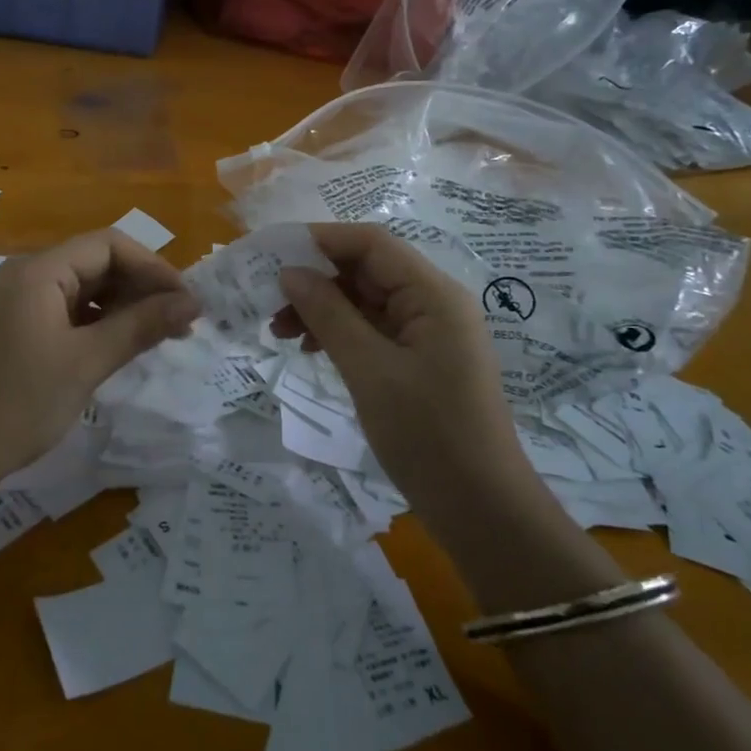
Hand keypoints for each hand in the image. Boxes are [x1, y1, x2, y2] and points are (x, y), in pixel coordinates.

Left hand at [0, 229, 198, 485]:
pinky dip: (95, 323)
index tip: (185, 303)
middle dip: (140, 288)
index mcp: (38, 271)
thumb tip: (192, 303)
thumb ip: (141, 326)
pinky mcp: (10, 329)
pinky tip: (116, 348)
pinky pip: (63, 311)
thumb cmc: (18, 404)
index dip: (153, 268)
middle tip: (178, 324)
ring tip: (155, 337)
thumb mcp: (86, 363)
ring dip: (120, 307)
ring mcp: (14, 303)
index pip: (108, 245)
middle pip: (94, 263)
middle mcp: (23, 276)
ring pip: (81, 289)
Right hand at [272, 222, 532, 519]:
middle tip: (268, 300)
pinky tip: (310, 349)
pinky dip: (339, 332)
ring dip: (323, 307)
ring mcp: (429, 332)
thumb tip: (290, 272)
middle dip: (316, 279)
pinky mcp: (421, 359)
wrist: (481, 511)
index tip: (272, 253)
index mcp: (433, 294)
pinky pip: (374, 329)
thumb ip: (328, 314)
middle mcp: (434, 303)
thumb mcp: (369, 370)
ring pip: (366, 300)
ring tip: (279, 331)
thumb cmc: (427, 435)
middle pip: (367, 269)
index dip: (320, 239)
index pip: (371, 243)